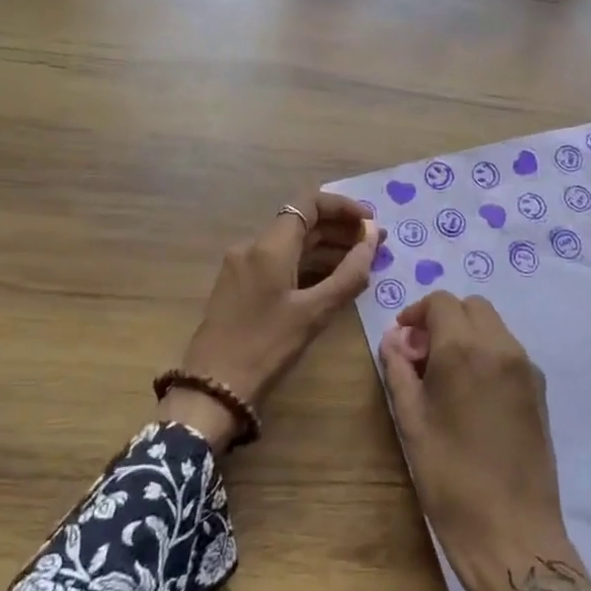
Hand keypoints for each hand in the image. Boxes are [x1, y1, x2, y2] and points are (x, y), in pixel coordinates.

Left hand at [166, 193, 382, 450]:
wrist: (214, 387)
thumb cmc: (267, 346)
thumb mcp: (315, 312)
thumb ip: (349, 273)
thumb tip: (372, 238)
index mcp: (269, 246)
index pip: (310, 203)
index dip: (344, 207)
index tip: (371, 223)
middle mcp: (253, 246)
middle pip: (302, 222)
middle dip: (340, 229)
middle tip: (377, 244)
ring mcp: (243, 266)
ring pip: (291, 244)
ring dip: (326, 248)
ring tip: (362, 263)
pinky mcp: (240, 286)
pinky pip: (279, 263)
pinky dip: (308, 265)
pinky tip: (332, 280)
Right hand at [379, 293, 590, 590]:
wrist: (510, 531)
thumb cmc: (449, 476)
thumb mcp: (410, 420)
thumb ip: (399, 370)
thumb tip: (394, 339)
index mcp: (465, 348)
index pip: (441, 302)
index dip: (416, 313)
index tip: (402, 341)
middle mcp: (501, 347)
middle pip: (472, 307)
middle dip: (444, 319)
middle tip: (422, 356)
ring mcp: (526, 368)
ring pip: (494, 327)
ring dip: (467, 335)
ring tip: (446, 377)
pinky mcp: (539, 391)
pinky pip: (509, 353)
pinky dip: (487, 354)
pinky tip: (472, 395)